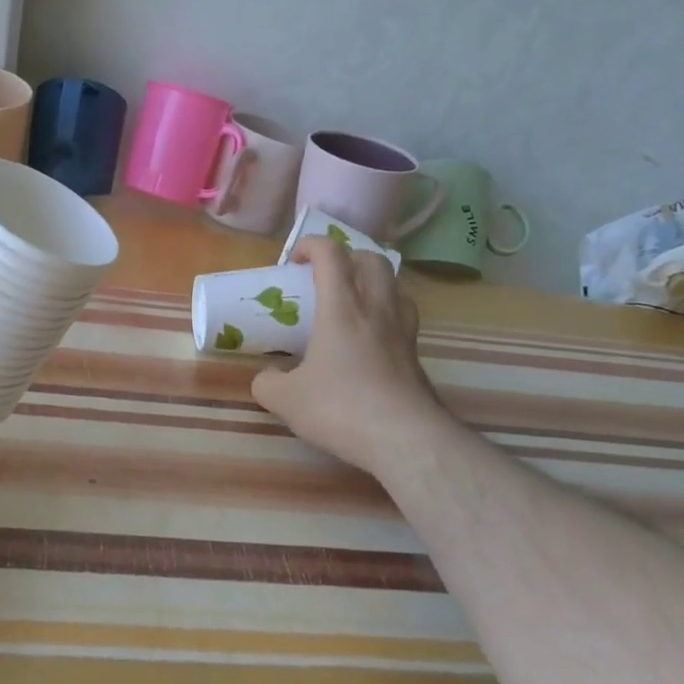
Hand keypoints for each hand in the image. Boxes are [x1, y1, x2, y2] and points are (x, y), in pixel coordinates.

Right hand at [250, 236, 445, 476]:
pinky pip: (404, 318)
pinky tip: (372, 340)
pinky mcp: (417, 357)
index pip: (332, 254)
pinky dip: (387, 315)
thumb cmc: (341, 408)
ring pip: (396, 286)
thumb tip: (266, 377)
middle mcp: (377, 310)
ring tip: (355, 302)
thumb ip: (268, 382)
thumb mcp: (287, 399)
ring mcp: (403, 332)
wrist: (406, 439)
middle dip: (348, 256)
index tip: (294, 259)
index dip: (312, 244)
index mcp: (342, 308)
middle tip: (327, 276)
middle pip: (373, 259)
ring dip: (374, 283)